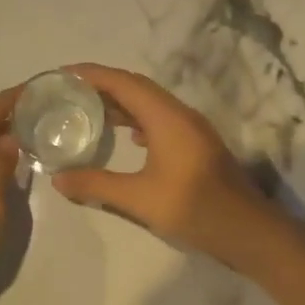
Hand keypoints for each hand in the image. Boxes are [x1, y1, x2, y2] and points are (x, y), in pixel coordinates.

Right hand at [51, 64, 273, 269]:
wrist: (247, 230)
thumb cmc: (193, 208)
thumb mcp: (139, 199)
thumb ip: (96, 185)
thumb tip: (57, 179)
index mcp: (166, 117)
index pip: (123, 82)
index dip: (92, 74)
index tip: (64, 74)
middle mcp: (179, 113)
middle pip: (136, 87)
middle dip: (103, 84)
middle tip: (70, 91)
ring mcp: (191, 128)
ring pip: (150, 103)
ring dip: (121, 102)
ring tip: (89, 110)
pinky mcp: (196, 143)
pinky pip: (160, 118)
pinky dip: (137, 119)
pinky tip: (127, 137)